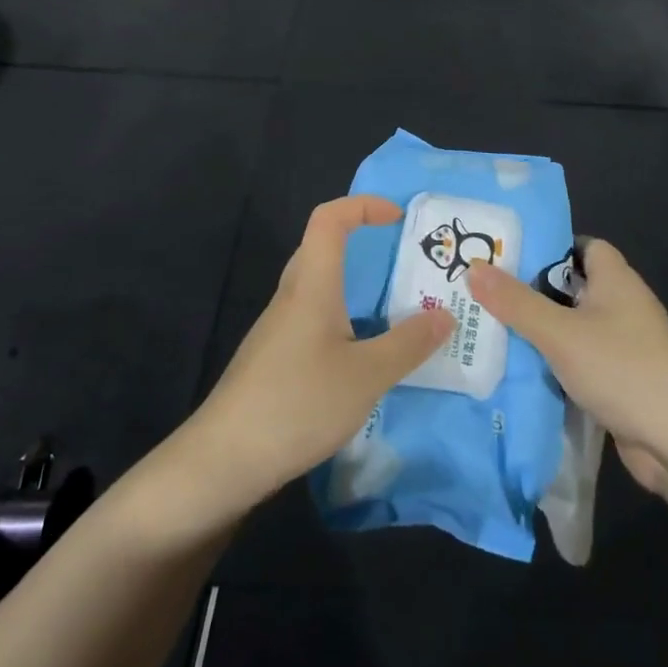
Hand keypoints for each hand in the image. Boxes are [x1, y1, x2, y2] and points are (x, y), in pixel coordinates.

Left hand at [188, 196, 454, 510]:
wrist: (223, 460)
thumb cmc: (298, 403)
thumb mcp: (367, 376)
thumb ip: (408, 344)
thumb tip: (445, 315)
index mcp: (312, 286)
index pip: (329, 220)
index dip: (362, 206)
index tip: (398, 219)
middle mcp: (291, 298)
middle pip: (321, 249)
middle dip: (362, 245)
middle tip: (404, 264)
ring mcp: (277, 330)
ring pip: (317, 288)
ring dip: (354, 287)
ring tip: (394, 311)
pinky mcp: (273, 360)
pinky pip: (312, 320)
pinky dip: (342, 320)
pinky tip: (361, 357)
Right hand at [466, 240, 667, 493]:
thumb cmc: (621, 368)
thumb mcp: (560, 333)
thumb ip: (516, 302)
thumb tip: (474, 267)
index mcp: (615, 279)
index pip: (581, 246)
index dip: (547, 247)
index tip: (507, 257)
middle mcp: (622, 304)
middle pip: (572, 286)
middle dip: (532, 291)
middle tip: (486, 294)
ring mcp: (625, 343)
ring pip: (574, 326)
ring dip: (541, 330)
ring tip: (492, 329)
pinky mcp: (622, 378)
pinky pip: (581, 359)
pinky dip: (556, 362)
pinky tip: (522, 370)